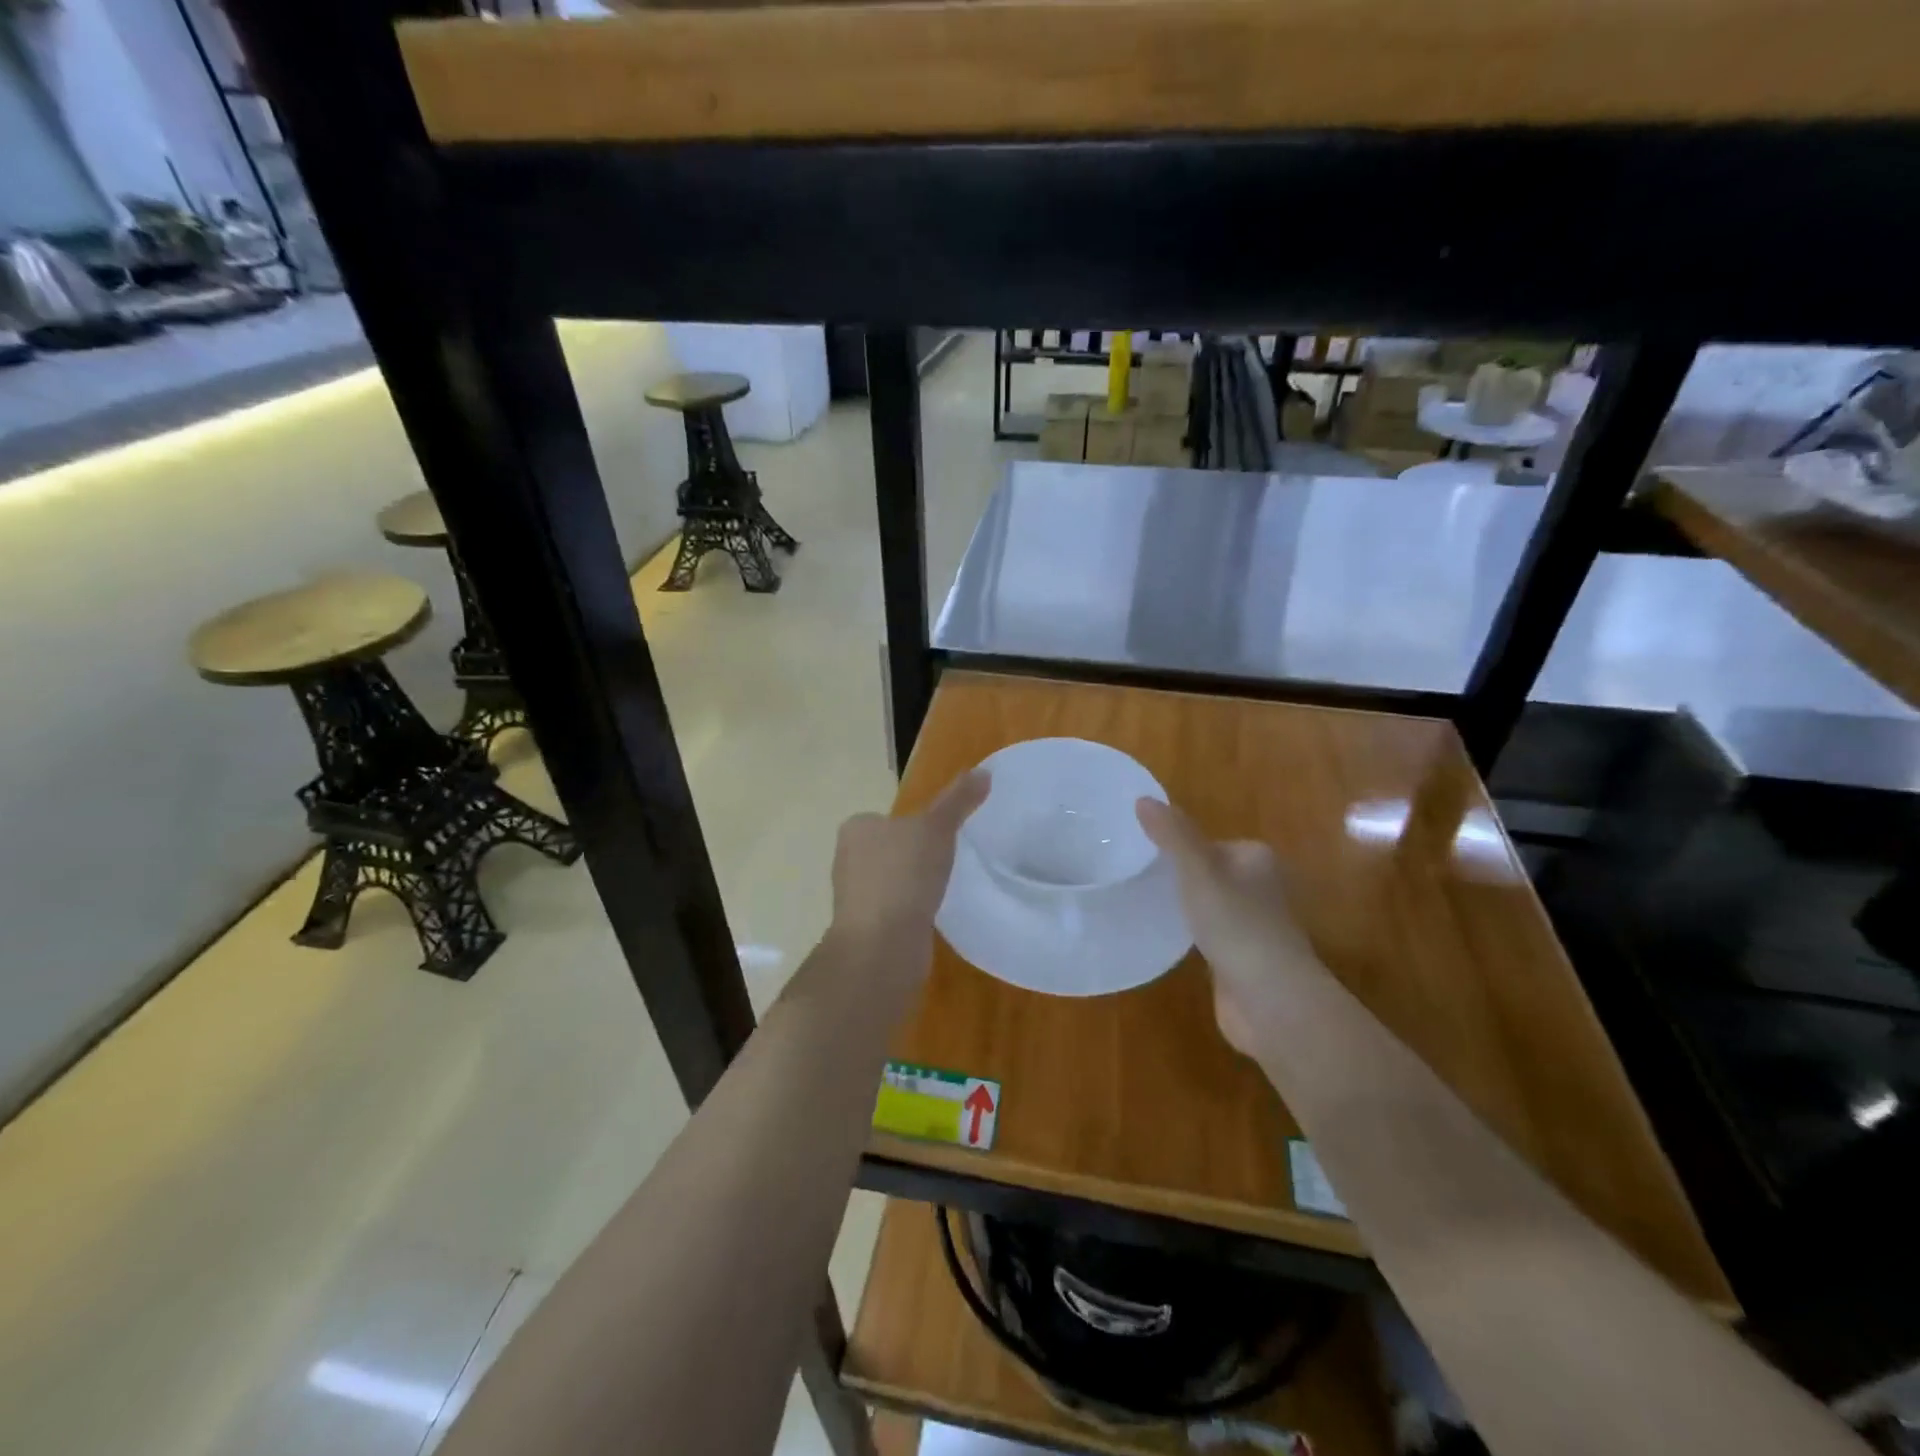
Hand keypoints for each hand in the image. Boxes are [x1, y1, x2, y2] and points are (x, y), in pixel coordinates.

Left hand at [830, 770, 989, 952]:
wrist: (882, 946)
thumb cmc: (904, 876)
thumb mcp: (936, 829)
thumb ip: (958, 801)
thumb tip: (984, 771)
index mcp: (857, 828)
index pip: (889, 818)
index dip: (917, 825)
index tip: (944, 836)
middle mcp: (848, 859)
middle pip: (890, 849)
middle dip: (915, 856)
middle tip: (950, 862)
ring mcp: (855, 897)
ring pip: (893, 881)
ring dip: (913, 885)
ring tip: (943, 889)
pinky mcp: (867, 928)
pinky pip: (896, 909)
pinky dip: (912, 910)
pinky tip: (931, 915)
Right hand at [1136, 798, 1321, 1056]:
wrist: (1271, 1000)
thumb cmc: (1237, 924)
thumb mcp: (1197, 870)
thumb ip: (1171, 835)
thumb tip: (1143, 798)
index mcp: (1256, 859)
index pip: (1210, 842)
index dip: (1178, 846)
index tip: (1142, 852)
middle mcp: (1261, 888)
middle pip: (1209, 873)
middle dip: (1179, 876)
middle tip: (1137, 877)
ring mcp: (1253, 926)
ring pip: (1208, 905)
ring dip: (1184, 907)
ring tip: (1143, 905)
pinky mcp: (1242, 960)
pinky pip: (1209, 936)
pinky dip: (1190, 935)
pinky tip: (1165, 938)